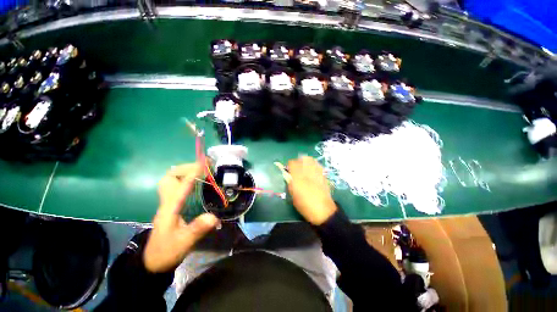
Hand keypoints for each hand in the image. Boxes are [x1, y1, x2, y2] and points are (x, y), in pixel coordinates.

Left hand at [144, 163, 219, 272]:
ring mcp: (166, 203)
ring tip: (200, 170)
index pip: (181, 184)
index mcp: (170, 208)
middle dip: (186, 168)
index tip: (204, 163)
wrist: (153, 262)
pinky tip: (195, 182)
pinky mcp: (170, 206)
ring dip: (184, 171)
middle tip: (203, 166)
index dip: (192, 172)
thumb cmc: (167, 251)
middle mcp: (166, 202)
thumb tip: (214, 217)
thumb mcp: (183, 243)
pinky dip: (184, 179)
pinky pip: (175, 186)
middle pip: (170, 177)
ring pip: (170, 180)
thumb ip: (197, 229)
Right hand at [287, 156, 336, 224]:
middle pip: (302, 159)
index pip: (292, 163)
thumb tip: (288, 176)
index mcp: (298, 178)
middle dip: (298, 162)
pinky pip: (317, 165)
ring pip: (311, 160)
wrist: (323, 211)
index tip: (288, 170)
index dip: (289, 165)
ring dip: (305, 162)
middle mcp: (308, 172)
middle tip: (296, 169)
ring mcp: (317, 172)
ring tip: (304, 168)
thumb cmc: (305, 205)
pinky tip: (312, 171)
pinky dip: (313, 165)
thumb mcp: (293, 195)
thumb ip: (290, 183)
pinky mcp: (323, 175)